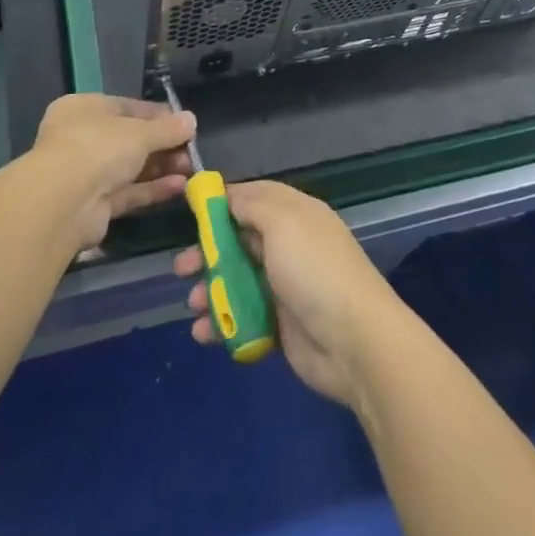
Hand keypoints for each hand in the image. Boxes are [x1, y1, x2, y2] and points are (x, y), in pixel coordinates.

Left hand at [31, 94, 195, 251]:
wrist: (63, 203)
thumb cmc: (99, 147)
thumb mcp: (140, 132)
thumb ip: (168, 128)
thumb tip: (191, 120)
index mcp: (85, 109)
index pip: (127, 108)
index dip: (158, 116)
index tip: (185, 123)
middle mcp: (81, 138)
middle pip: (130, 140)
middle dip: (163, 146)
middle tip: (191, 151)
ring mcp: (86, 174)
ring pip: (130, 168)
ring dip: (161, 168)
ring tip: (192, 169)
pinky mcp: (93, 205)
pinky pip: (128, 192)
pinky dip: (152, 189)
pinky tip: (180, 186)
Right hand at [175, 181, 409, 407]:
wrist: (354, 342)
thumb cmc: (314, 270)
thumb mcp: (283, 222)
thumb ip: (253, 204)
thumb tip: (229, 193)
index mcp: (295, 214)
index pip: (254, 197)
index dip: (223, 202)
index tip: (190, 210)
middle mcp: (289, 246)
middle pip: (239, 240)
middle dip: (207, 251)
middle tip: (180, 267)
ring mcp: (285, 287)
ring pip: (236, 281)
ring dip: (210, 290)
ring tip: (193, 304)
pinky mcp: (280, 326)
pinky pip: (242, 318)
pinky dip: (221, 323)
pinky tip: (204, 332)